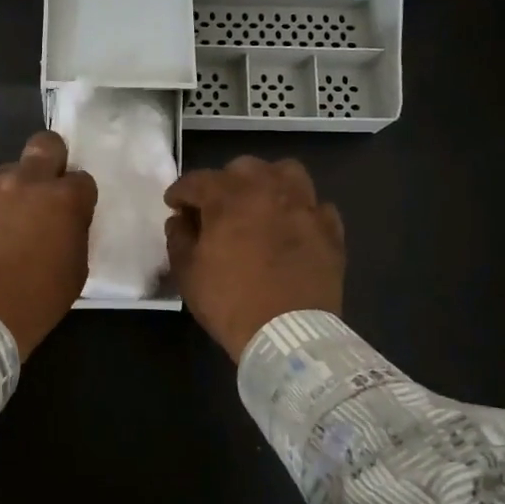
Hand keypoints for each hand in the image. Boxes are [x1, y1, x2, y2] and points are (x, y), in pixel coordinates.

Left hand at [0, 131, 97, 358]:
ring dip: (16, 189)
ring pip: (9, 171)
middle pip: (45, 144)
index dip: (79, 197)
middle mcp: (26, 183)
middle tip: (47, 189)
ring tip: (10, 223)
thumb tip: (66, 222)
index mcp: (63, 199)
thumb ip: (74, 233)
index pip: (82, 179)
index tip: (74, 215)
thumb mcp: (76, 269)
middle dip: (52, 159)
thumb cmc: (37, 300)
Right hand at [164, 157, 344, 359]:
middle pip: (243, 168)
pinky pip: (316, 206)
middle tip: (216, 207)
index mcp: (229, 197)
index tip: (174, 205)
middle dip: (224, 182)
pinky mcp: (330, 230)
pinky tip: (293, 227)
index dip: (180, 192)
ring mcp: (305, 207)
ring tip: (260, 204)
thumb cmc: (230, 302)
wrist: (288, 335)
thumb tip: (180, 221)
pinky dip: (302, 211)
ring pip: (287, 173)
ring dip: (268, 183)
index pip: (197, 181)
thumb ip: (178, 238)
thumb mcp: (188, 273)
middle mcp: (269, 190)